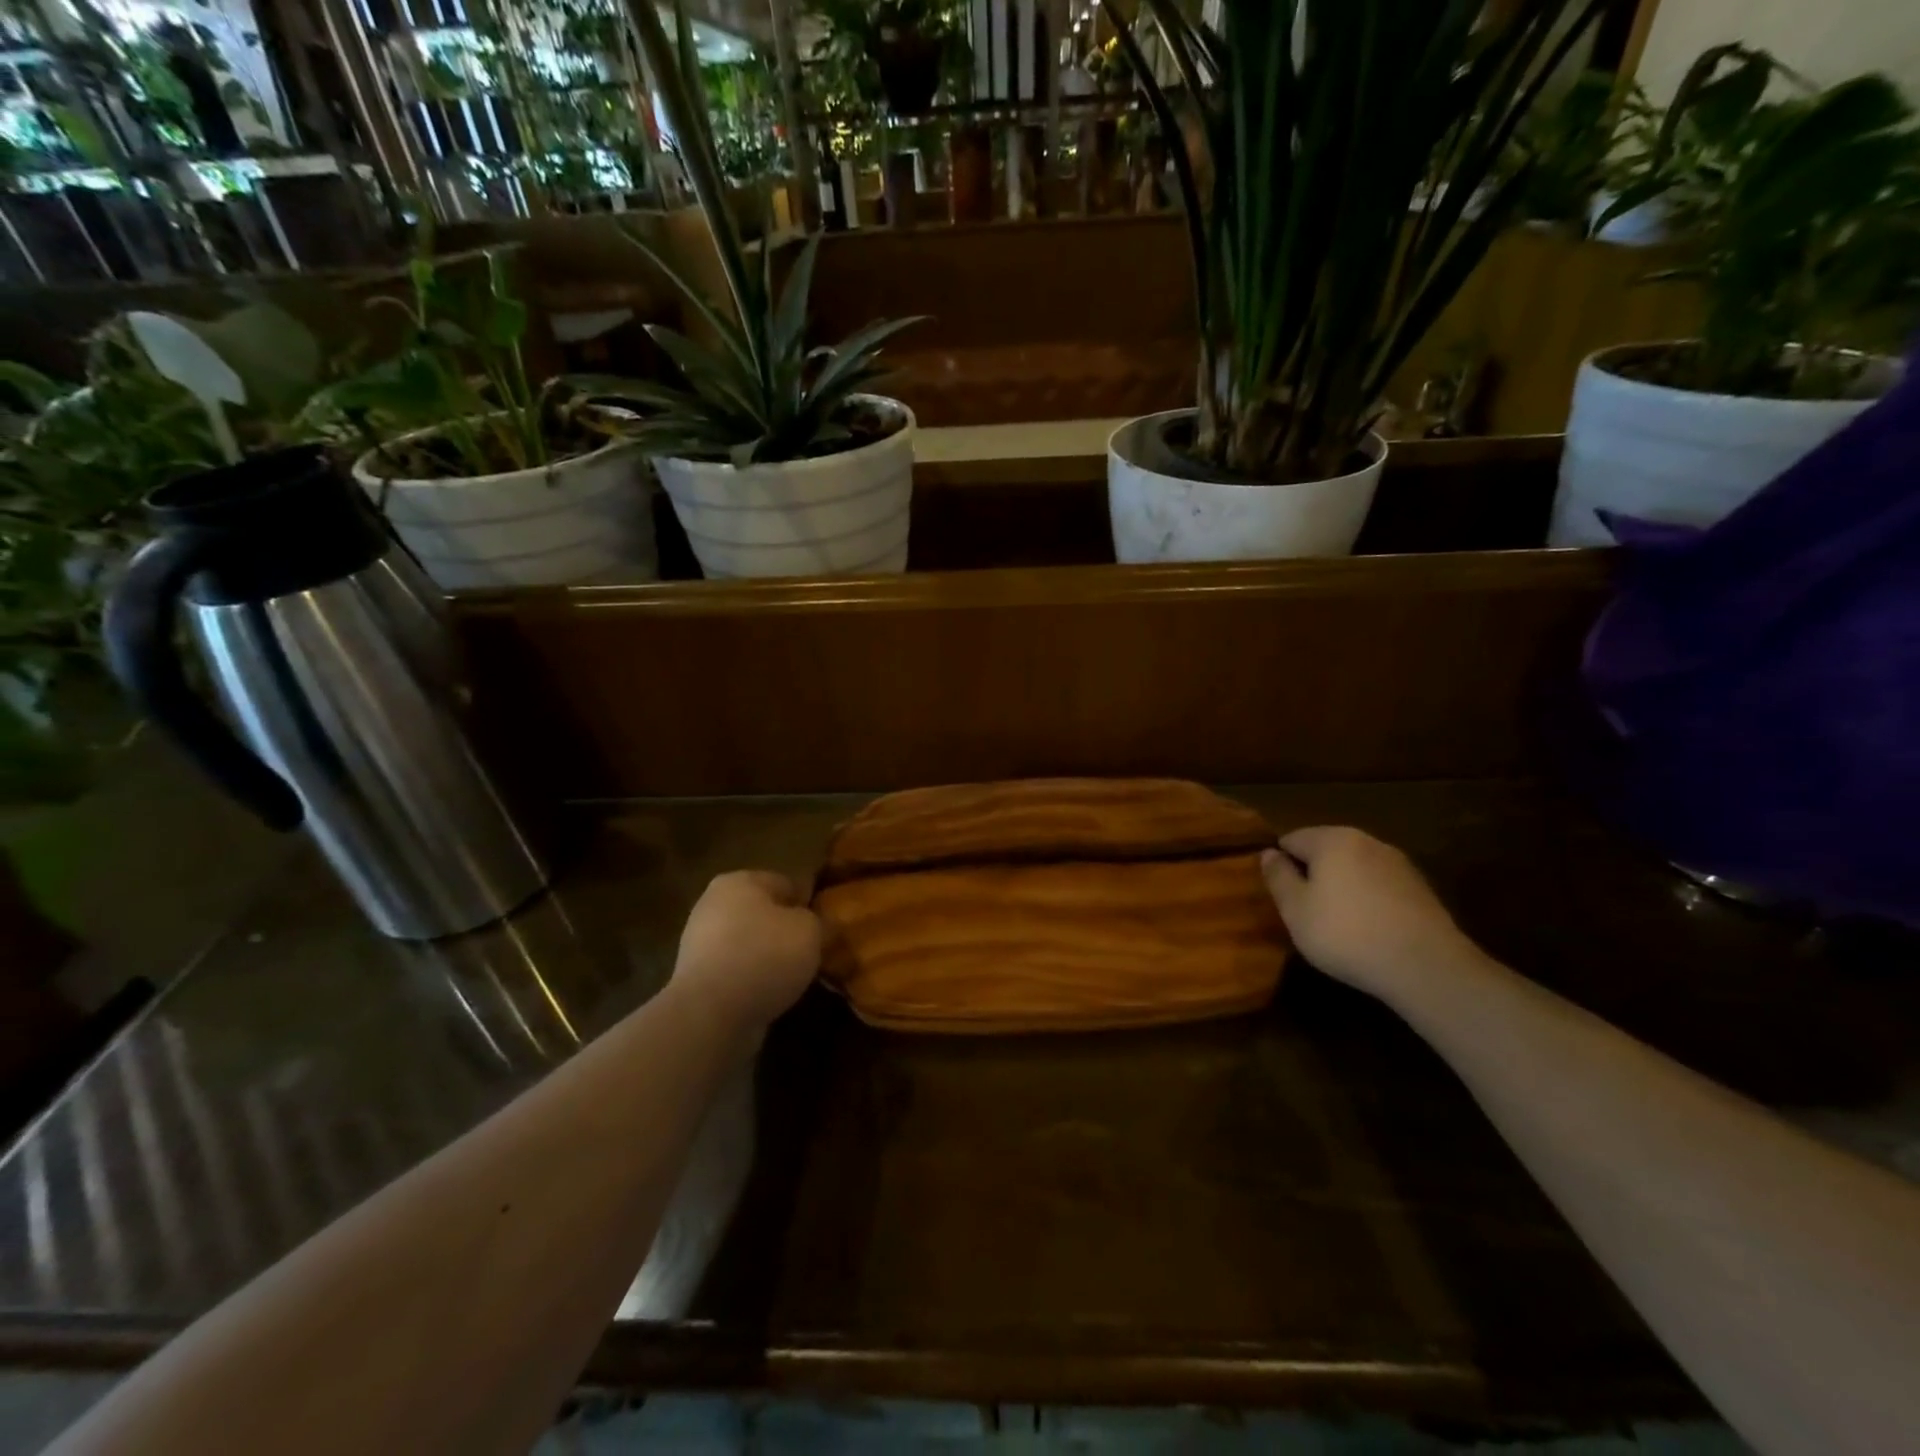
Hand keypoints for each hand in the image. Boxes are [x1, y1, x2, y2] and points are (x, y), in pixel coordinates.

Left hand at [672, 871, 822, 1031]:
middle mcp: (713, 904)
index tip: (822, 926)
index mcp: (739, 881)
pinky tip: (769, 995)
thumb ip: (813, 920)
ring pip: (748, 944)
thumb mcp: (809, 930)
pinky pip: (735, 972)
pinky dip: (751, 981)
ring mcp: (699, 942)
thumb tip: (806, 923)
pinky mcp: (695, 978)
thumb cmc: (765, 956)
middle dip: (784, 932)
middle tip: (809, 953)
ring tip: (792, 979)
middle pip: (762, 914)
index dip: (806, 903)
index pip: (784, 883)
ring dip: (768, 959)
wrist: (712, 1013)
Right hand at [1260, 827, 1484, 1003]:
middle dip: (1312, 873)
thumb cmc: (1346, 934)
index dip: (1280, 864)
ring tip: (1336, 922)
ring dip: (1341, 886)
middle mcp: (1366, 841)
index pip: (1291, 839)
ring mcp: (1398, 863)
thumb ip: (1278, 877)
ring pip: (1354, 867)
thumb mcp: (1295, 910)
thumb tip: (1268, 853)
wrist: (1426, 966)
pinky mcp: (1420, 888)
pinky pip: (1379, 885)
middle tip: (1304, 910)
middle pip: (1325, 850)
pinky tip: (1368, 929)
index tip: (1280, 895)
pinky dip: (1367, 899)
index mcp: (1332, 839)